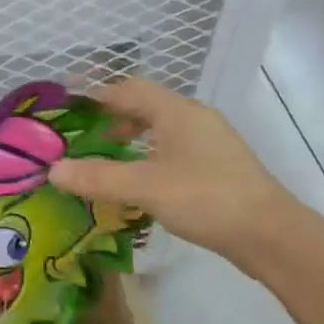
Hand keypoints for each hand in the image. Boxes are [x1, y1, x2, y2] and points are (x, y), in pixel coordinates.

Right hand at [47, 79, 297, 264]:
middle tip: (82, 132)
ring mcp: (210, 143)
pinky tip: (140, 179)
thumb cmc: (205, 199)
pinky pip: (174, 149)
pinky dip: (150, 155)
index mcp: (177, 112)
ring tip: (106, 155)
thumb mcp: (145, 187)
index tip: (69, 104)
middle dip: (113, 115)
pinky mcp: (218, 167)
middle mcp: (195, 119)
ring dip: (133, 136)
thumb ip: (98, 177)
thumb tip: (53, 170)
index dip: (97, 94)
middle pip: (147, 105)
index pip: (129, 89)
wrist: (269, 234)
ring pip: (162, 128)